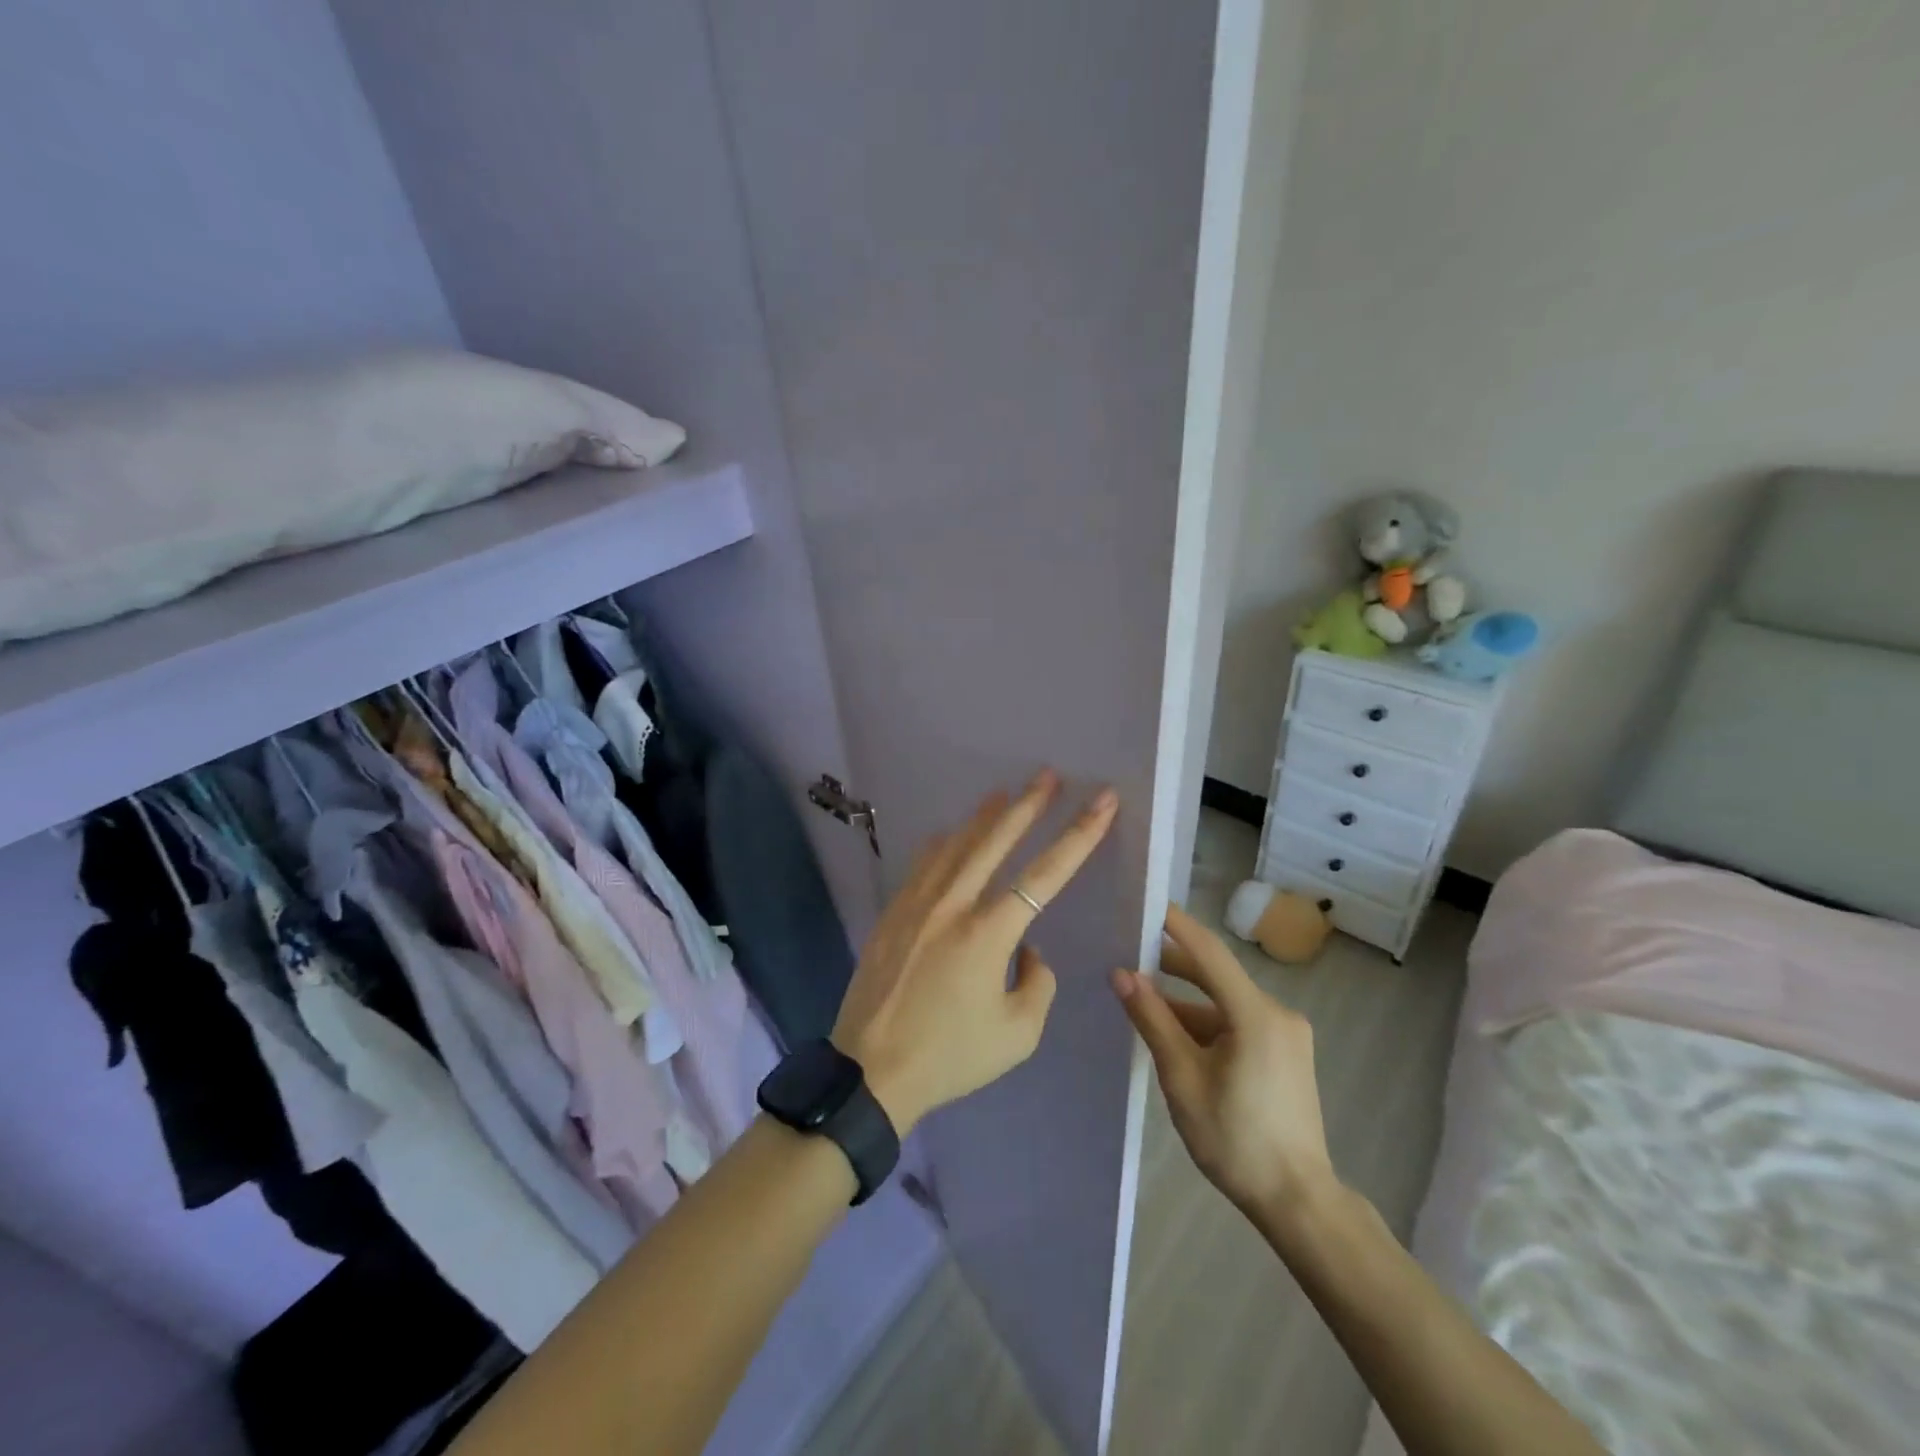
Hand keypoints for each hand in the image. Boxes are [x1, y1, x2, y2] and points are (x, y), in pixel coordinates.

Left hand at [832, 771, 1118, 1134]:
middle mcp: (953, 906)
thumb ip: (1036, 983)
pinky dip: (942, 845)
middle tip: (1048, 775)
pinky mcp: (892, 913)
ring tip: (1003, 793)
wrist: (871, 1070)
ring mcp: (917, 905)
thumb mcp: (1017, 1034)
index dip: (1079, 835)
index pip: (1045, 874)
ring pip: (956, 845)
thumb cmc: (950, 1056)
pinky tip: (949, 835)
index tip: (1101, 802)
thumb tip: (1027, 949)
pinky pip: (923, 865)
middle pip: (995, 841)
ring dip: (983, 817)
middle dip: (1027, 805)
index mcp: (988, 934)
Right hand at [1112, 904, 1336, 1222]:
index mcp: (1255, 1014)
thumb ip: (1152, 1019)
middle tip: (1129, 956)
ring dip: (1187, 1001)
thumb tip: (1121, 974)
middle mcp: (1277, 1013)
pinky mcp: (1286, 1052)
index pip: (1209, 952)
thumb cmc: (1234, 1139)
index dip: (1176, 925)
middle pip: (1217, 975)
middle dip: (1172, 966)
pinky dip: (1207, 1022)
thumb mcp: (1182, 1077)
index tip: (1146, 905)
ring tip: (1143, 1001)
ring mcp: (1286, 1034)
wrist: (1298, 1200)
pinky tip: (1176, 1035)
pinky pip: (1239, 1021)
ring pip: (1226, 1002)